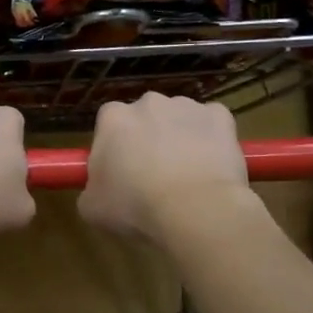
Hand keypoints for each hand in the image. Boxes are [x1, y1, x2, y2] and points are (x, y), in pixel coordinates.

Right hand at [78, 94, 252, 245]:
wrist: (195, 210)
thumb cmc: (135, 207)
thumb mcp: (92, 207)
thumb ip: (91, 189)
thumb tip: (99, 189)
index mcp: (113, 118)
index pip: (108, 125)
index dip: (114, 148)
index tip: (120, 173)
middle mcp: (148, 102)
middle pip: (145, 118)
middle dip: (147, 140)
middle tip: (152, 177)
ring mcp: (187, 106)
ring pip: (178, 120)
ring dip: (179, 139)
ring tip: (186, 177)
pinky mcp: (220, 116)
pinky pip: (212, 125)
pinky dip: (211, 140)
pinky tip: (211, 166)